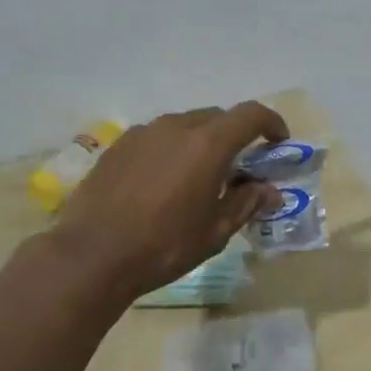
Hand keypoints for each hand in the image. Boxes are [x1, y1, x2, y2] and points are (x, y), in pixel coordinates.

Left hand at [50, 101, 288, 304]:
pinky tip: (163, 182)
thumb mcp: (215, 231)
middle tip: (239, 168)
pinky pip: (157, 137)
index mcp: (207, 144)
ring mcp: (143, 133)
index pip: (250, 115)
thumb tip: (270, 191)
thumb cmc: (164, 246)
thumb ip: (247, 203)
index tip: (279, 142)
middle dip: (235, 136)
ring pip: (184, 125)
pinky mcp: (118, 145)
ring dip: (201, 142)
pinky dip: (171, 150)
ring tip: (198, 176)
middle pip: (217, 117)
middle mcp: (176, 127)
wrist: (91, 256)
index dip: (271, 123)